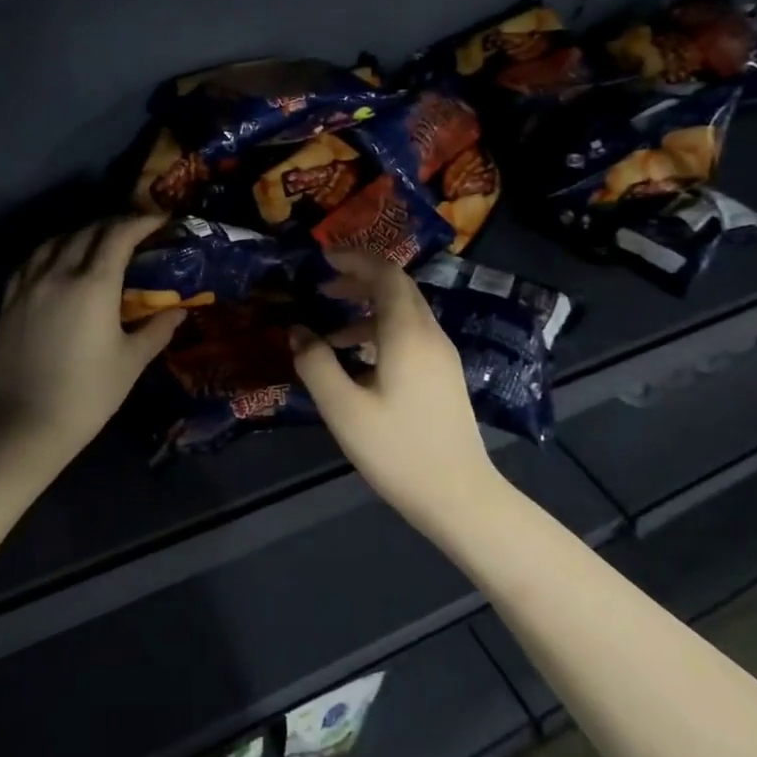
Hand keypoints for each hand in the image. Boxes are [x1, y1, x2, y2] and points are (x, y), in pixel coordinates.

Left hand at [0, 216, 182, 458]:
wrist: (28, 423)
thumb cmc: (89, 393)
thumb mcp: (132, 361)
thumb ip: (158, 329)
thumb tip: (180, 310)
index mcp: (94, 285)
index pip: (119, 235)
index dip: (141, 222)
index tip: (159, 220)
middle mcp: (59, 273)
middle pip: (88, 232)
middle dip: (115, 225)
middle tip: (135, 232)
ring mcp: (29, 285)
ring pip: (56, 241)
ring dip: (82, 234)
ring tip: (98, 243)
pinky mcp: (10, 301)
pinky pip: (31, 261)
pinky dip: (51, 251)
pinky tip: (58, 262)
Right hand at [290, 250, 499, 522]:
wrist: (460, 496)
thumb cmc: (398, 450)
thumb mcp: (343, 409)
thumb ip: (316, 364)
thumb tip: (297, 331)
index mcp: (407, 334)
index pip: (386, 274)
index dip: (354, 260)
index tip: (323, 259)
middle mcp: (430, 335)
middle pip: (398, 288)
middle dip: (359, 280)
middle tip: (322, 288)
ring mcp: (442, 356)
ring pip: (404, 313)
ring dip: (367, 310)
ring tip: (330, 332)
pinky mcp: (444, 376)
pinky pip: (411, 336)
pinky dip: (381, 332)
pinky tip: (358, 363)